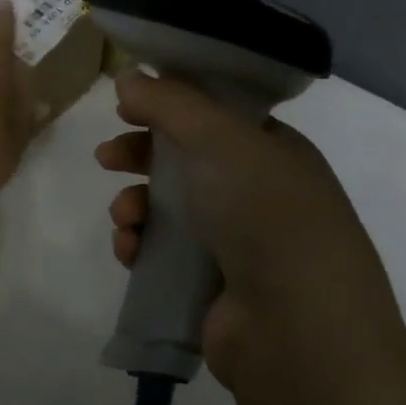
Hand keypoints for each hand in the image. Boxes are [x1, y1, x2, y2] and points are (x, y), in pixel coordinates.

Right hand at [95, 69, 405, 404]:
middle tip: (107, 158)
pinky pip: (162, 254)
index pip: (214, 116)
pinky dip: (140, 247)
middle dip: (140, 156)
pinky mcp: (209, 287)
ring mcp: (235, 243)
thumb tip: (128, 75)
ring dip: (135, 205)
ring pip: (167, 210)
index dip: (169, 106)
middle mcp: (257, 194)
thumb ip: (170, 103)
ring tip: (125, 217)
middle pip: (184, 162)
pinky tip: (129, 250)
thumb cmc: (266, 215)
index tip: (127, 106)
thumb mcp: (221, 140)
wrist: (297, 329)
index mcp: (273, 152)